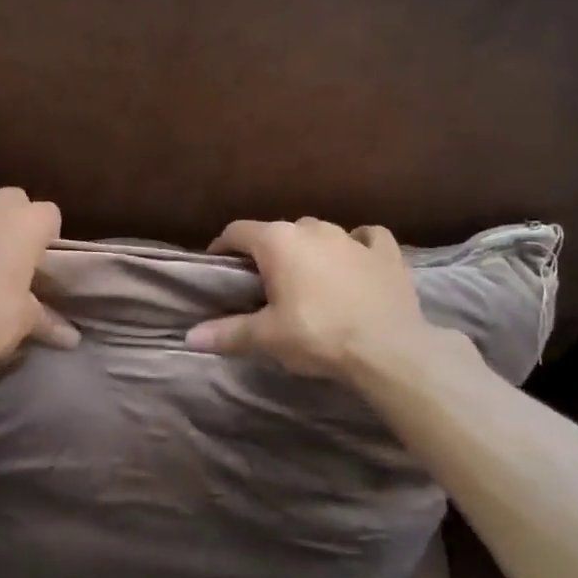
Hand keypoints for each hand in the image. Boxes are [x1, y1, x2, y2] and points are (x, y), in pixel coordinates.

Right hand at [186, 218, 460, 381]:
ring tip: (306, 277)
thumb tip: (189, 337)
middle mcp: (314, 228)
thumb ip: (227, 333)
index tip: (217, 267)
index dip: (222, 247)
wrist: (388, 348)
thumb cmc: (318, 335)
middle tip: (262, 283)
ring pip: (320, 233)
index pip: (237, 231)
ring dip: (308, 249)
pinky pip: (366, 238)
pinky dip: (356, 245)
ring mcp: (353, 237)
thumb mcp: (266, 338)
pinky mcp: (387, 252)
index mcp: (279, 241)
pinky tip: (355, 259)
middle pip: (279, 232)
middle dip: (267, 252)